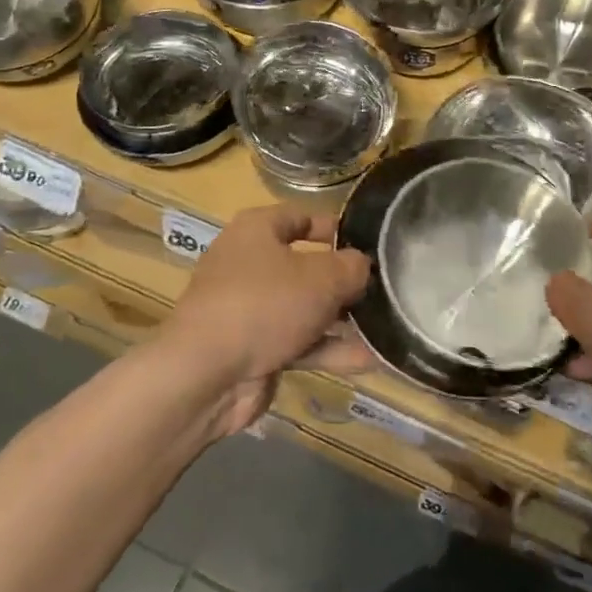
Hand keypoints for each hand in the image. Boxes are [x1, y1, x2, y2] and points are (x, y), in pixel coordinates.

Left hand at [163, 206, 371, 433]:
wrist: (206, 375)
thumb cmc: (264, 304)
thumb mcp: (321, 278)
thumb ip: (350, 267)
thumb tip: (362, 265)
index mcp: (256, 231)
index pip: (300, 216)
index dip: (334, 226)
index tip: (368, 241)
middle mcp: (249, 264)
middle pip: (305, 265)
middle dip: (343, 280)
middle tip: (383, 288)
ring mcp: (249, 310)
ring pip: (304, 308)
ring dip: (341, 319)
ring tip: (385, 326)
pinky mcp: (253, 349)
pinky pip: (298, 343)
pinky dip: (329, 349)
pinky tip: (369, 360)